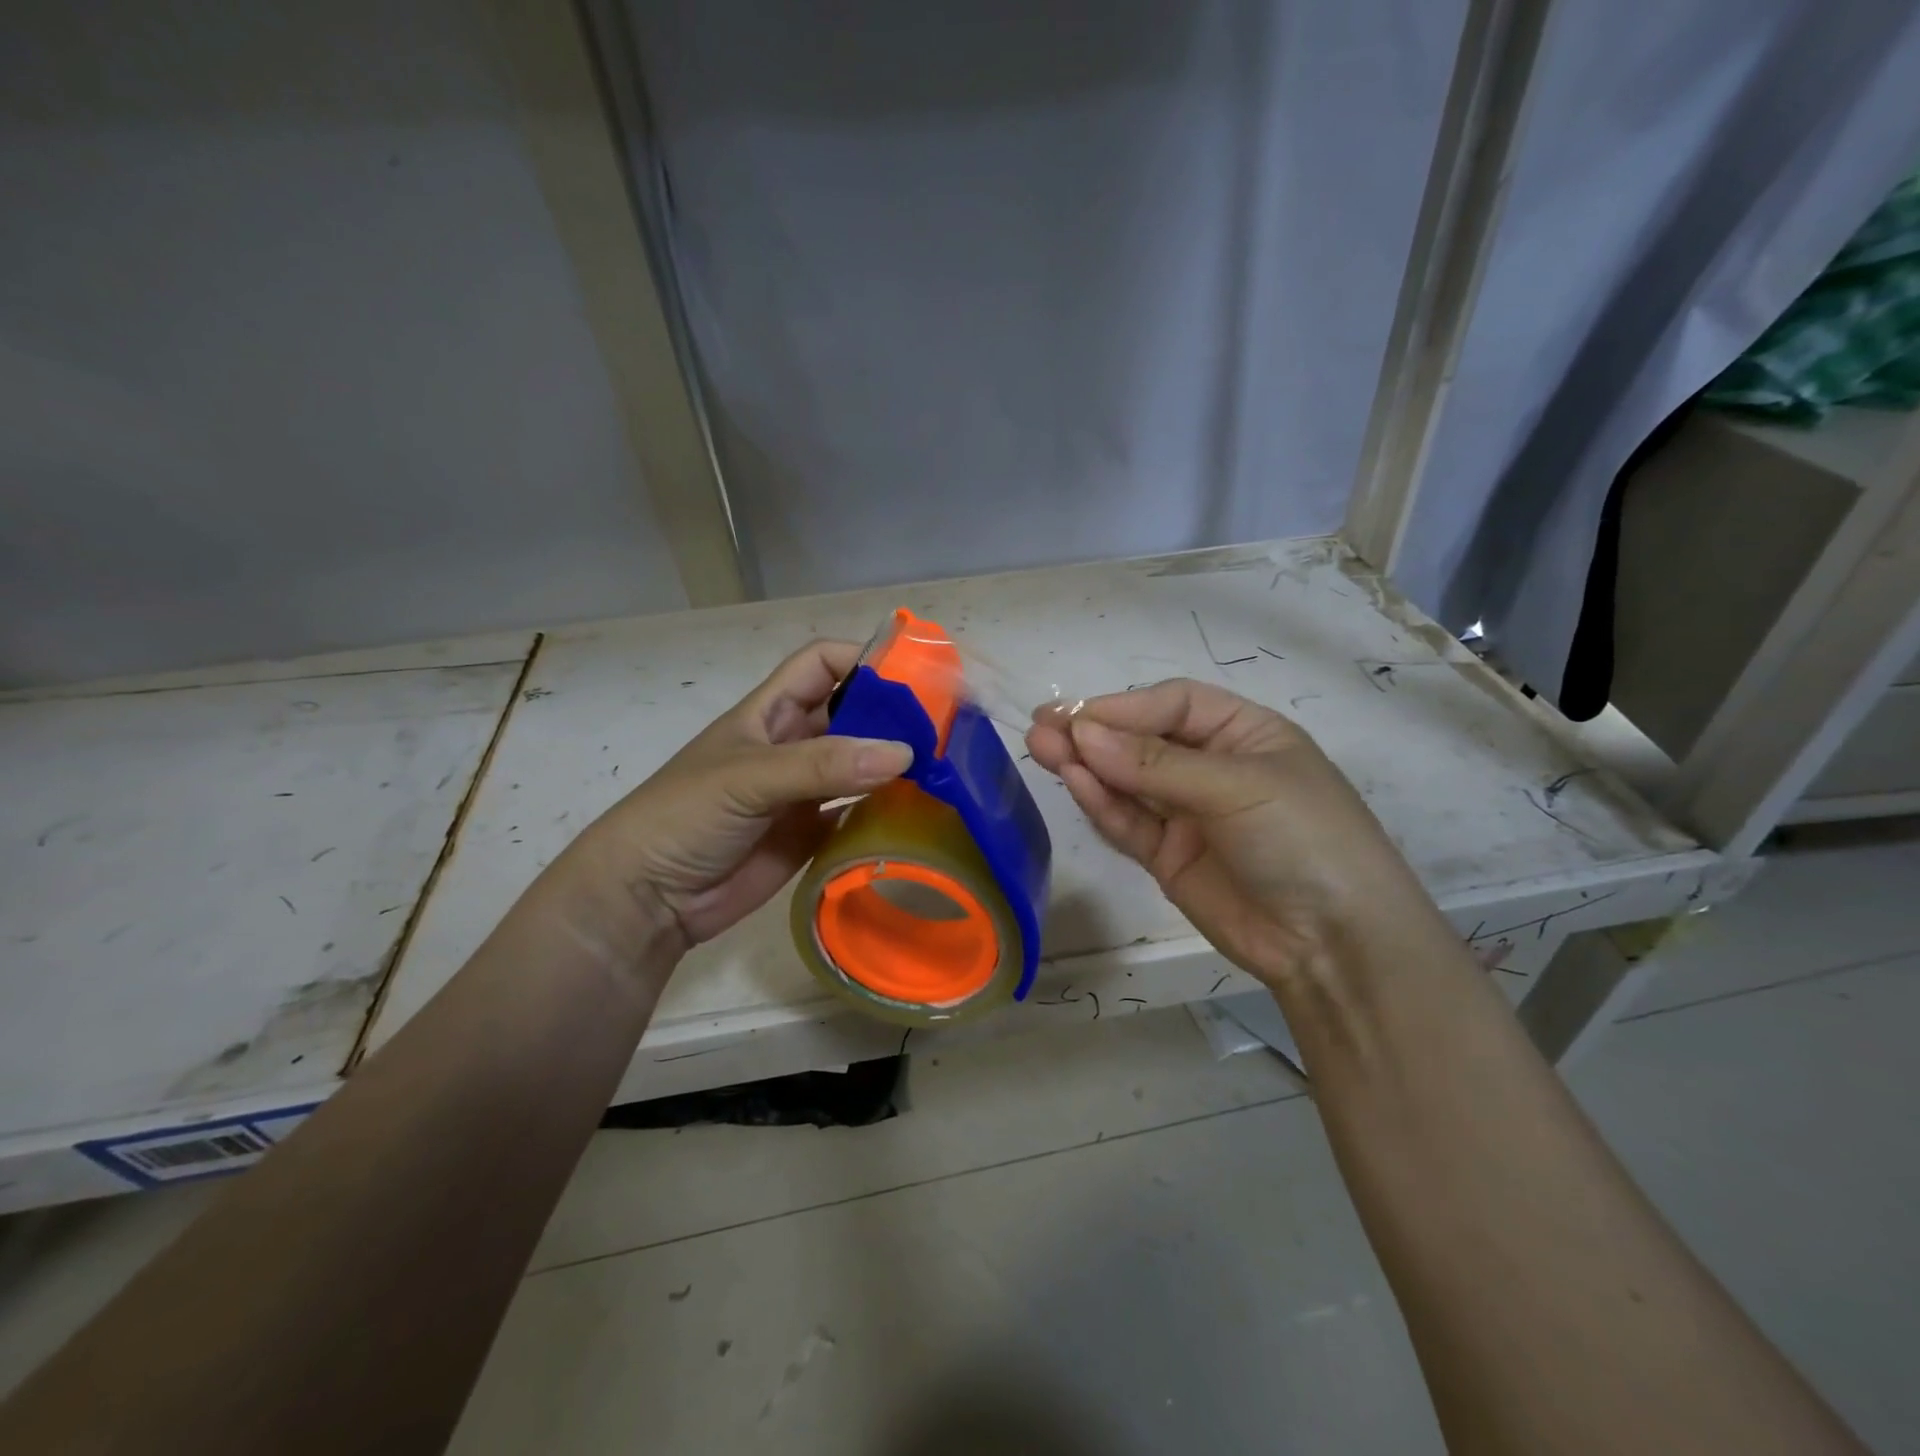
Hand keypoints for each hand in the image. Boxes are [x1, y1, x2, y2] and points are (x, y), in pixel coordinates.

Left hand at [554, 641, 912, 956]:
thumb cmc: (684, 816)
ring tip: (944, 766)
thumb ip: (822, 765)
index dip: (862, 659)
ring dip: (895, 762)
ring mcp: (805, 790)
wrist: (649, 897)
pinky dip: (887, 807)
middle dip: (893, 713)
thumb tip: (903, 753)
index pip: (822, 664)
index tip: (912, 675)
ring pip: (861, 762)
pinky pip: (859, 811)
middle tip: (946, 727)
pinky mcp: (813, 832)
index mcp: (770, 712)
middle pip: (852, 712)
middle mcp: (793, 744)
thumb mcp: (748, 777)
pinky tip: (919, 810)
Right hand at [1026, 679, 1434, 988]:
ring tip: (1041, 748)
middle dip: (1095, 733)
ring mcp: (1188, 814)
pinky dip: (1101, 804)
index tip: (1077, 716)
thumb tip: (1082, 734)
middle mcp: (1211, 768)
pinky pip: (1128, 823)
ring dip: (1087, 765)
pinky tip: (1074, 782)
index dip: (1124, 707)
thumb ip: (1155, 764)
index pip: (1173, 705)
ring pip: (1127, 782)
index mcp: (1244, 734)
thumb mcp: (1237, 787)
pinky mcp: (1167, 856)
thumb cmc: (1304, 838)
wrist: (1335, 945)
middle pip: (1142, 741)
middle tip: (1041, 727)